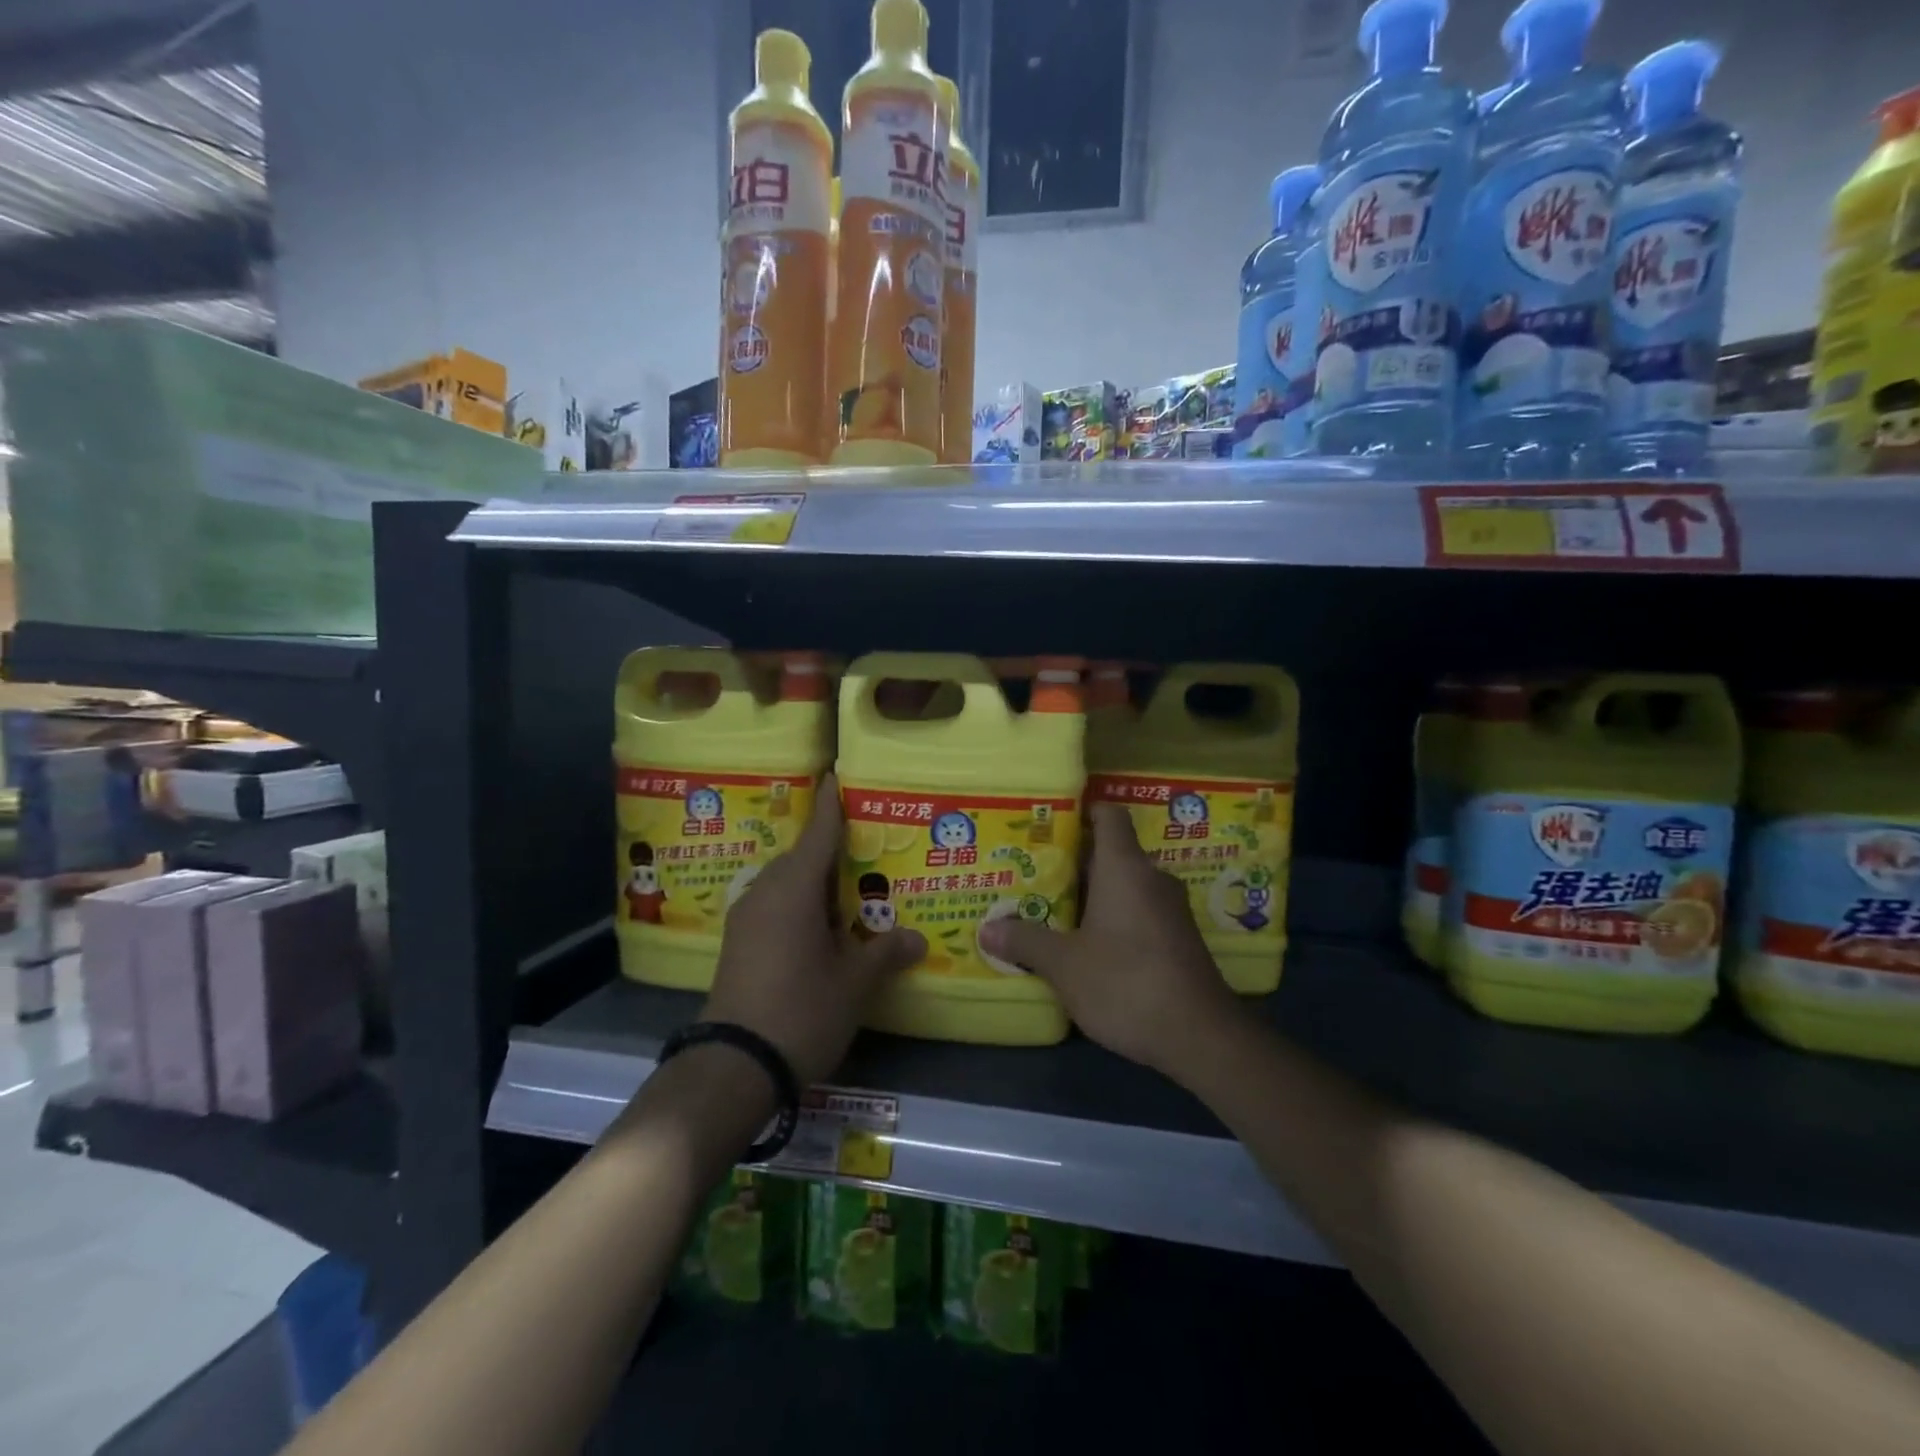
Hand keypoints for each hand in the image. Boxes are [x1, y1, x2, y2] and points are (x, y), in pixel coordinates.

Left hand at [702, 775, 925, 1085]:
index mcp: (795, 888)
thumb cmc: (801, 1011)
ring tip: (851, 887)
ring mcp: (747, 917)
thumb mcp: (854, 984)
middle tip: (868, 846)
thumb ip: (885, 953)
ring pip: (786, 882)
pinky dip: (799, 902)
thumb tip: (917, 938)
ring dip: (815, 879)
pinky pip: (775, 903)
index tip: (838, 775)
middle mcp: (766, 891)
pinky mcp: (739, 941)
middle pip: (802, 855)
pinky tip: (823, 924)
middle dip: (831, 847)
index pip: (819, 831)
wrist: (733, 1066)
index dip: (831, 802)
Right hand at [978, 802, 1246, 1080]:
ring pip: (1123, 887)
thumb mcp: (1064, 965)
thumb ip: (1026, 942)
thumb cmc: (1126, 982)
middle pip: (1110, 853)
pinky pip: (1137, 913)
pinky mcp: (1177, 940)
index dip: (1081, 811)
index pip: (1109, 815)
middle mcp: (1151, 878)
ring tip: (1048, 908)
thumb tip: (987, 930)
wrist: (1200, 1037)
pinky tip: (1083, 945)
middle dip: (1072, 862)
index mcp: (1125, 868)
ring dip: (1090, 895)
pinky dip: (1111, 919)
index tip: (1048, 821)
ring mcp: (1169, 910)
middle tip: (1031, 872)